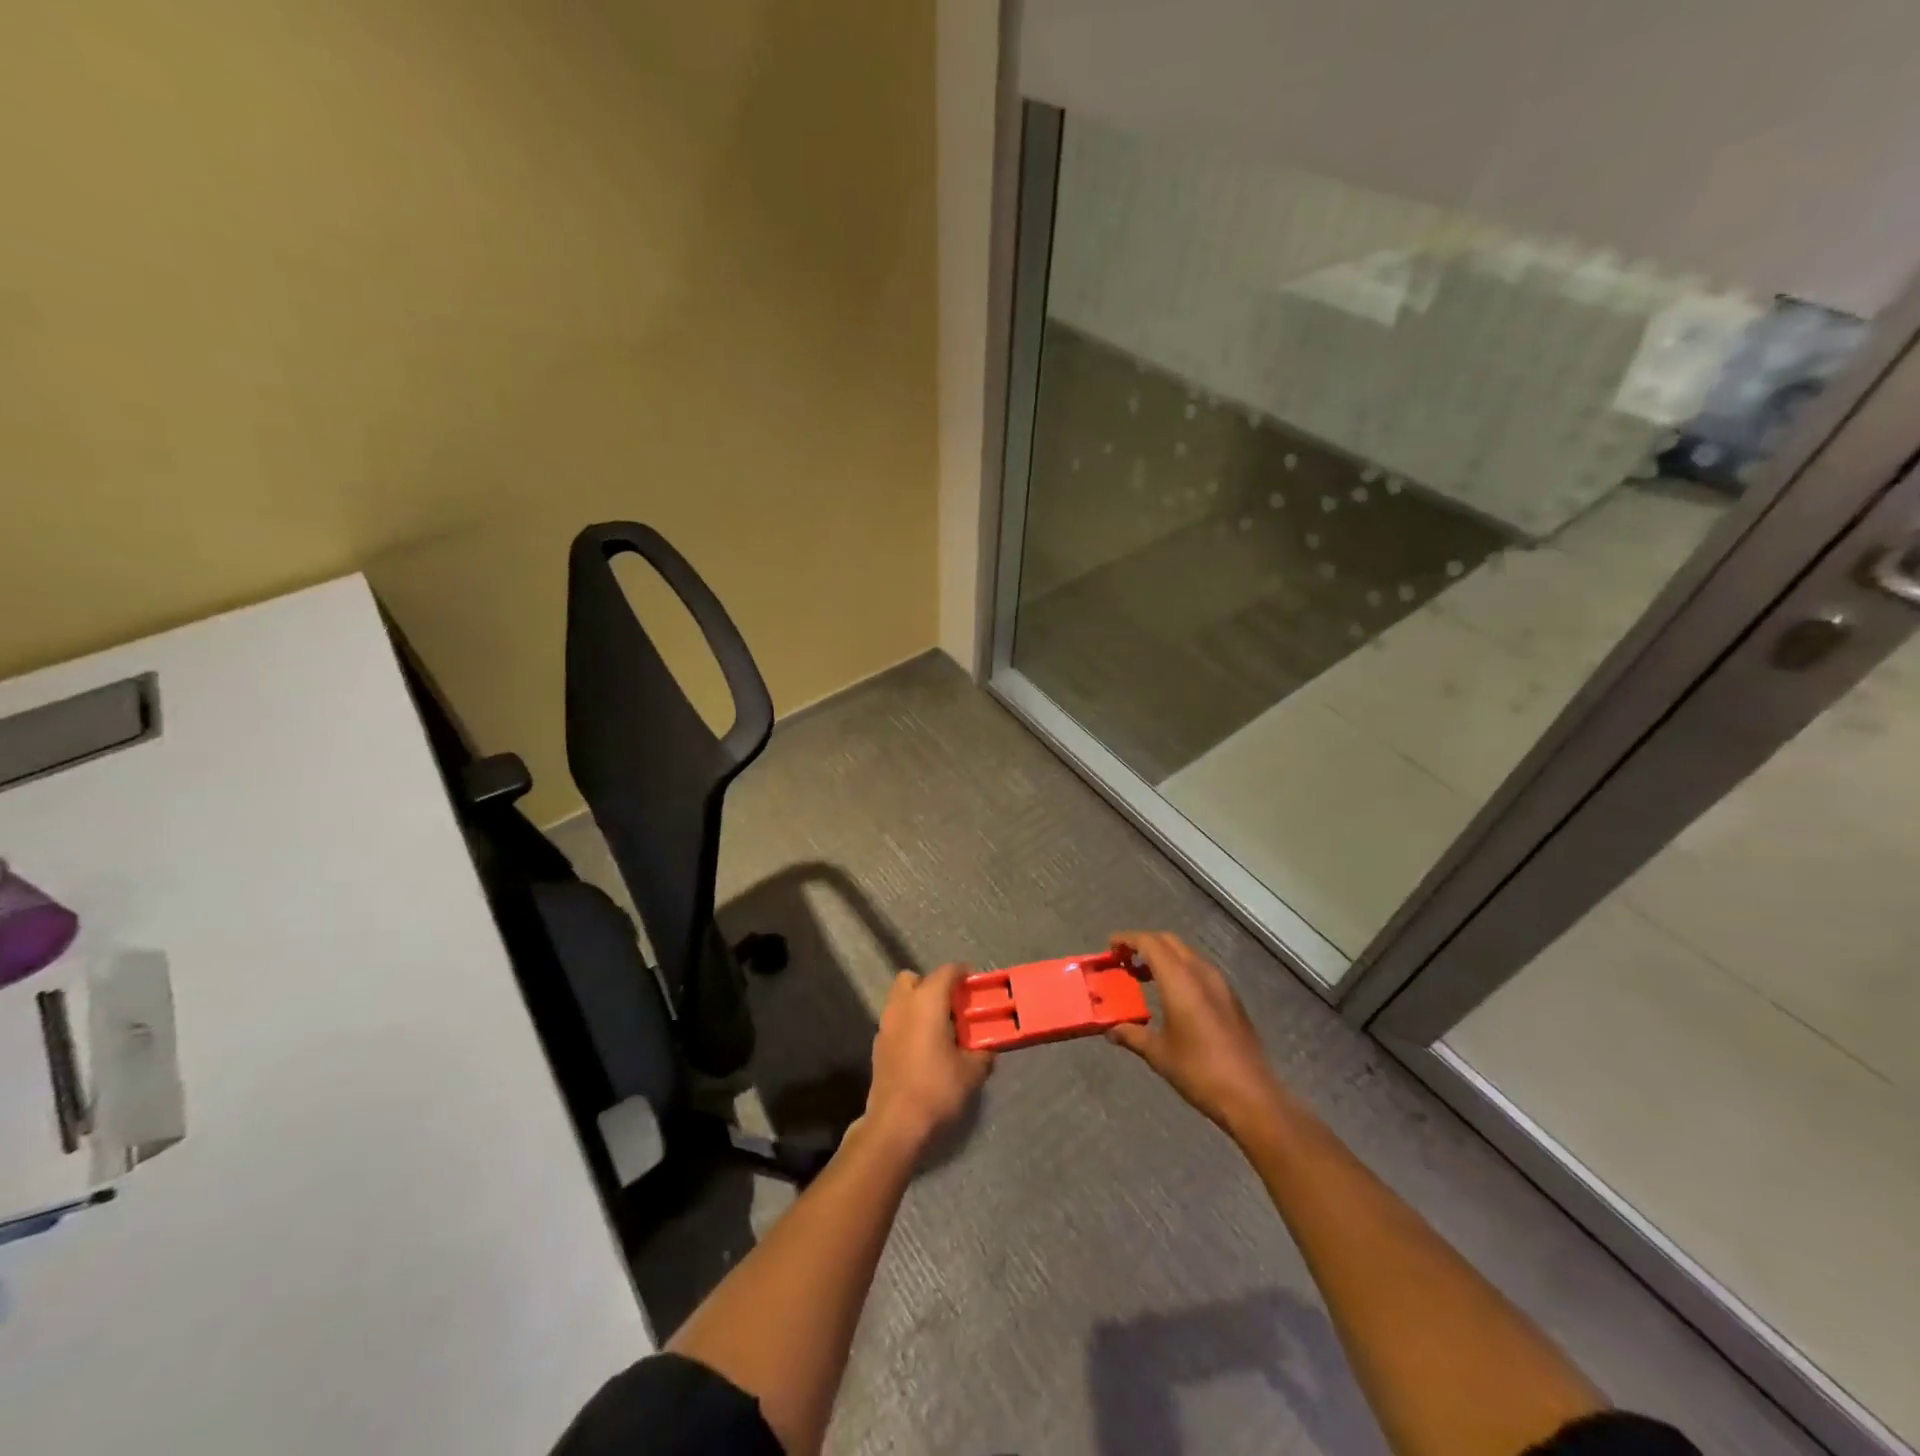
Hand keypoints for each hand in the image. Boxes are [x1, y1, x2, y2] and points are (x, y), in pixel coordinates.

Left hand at [860, 965, 993, 1154]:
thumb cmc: (936, 1089)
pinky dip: (908, 1024)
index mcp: (927, 1002)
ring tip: (938, 1027)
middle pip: (913, 979)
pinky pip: (895, 1021)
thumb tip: (986, 1049)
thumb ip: (983, 1053)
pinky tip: (922, 1048)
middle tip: (952, 1005)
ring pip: (900, 999)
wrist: (895, 1124)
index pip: (946, 972)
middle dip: (932, 985)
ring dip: (918, 1004)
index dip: (962, 973)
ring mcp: (885, 1025)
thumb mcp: (971, 1072)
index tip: (975, 984)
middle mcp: (902, 1005)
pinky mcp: (877, 1046)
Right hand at [1106, 931, 1285, 1139]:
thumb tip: (1111, 1030)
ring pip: (1186, 954)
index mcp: (1179, 980)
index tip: (1110, 947)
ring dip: (1163, 957)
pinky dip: (1180, 970)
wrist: (1251, 1097)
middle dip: (1144, 944)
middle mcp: (1201, 973)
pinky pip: (1200, 970)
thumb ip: (1132, 1035)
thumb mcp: (1158, 1054)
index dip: (1127, 939)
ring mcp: (1220, 984)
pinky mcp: (1231, 998)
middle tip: (1124, 960)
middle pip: (1168, 942)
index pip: (1149, 943)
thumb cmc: (1199, 1071)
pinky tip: (1171, 996)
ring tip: (1143, 977)